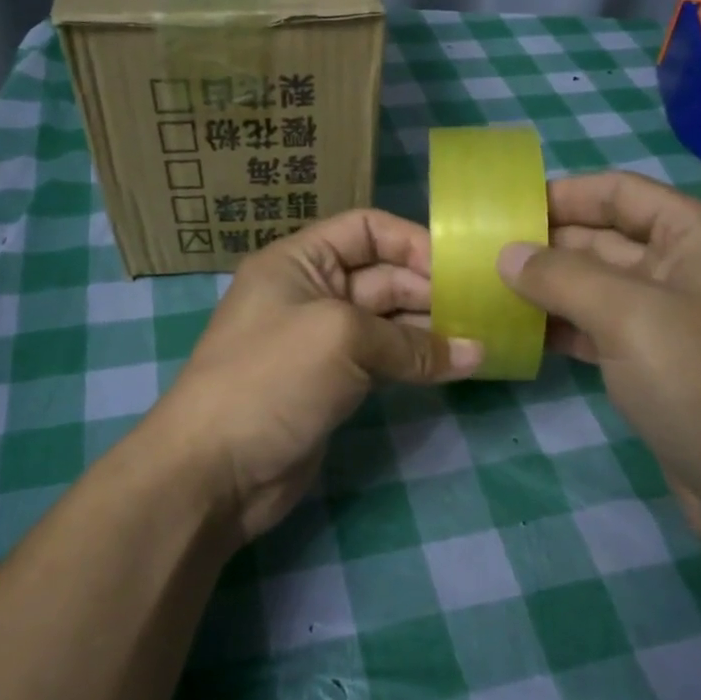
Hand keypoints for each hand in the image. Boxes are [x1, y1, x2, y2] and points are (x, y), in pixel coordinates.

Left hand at [154, 210, 481, 544]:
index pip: (366, 230)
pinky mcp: (333, 384)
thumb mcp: (341, 340)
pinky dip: (417, 362)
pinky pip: (383, 361)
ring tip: (482, 340)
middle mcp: (310, 292)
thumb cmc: (271, 379)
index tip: (460, 268)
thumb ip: (411, 343)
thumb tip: (476, 353)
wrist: (215, 469)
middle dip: (431, 290)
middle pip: (383, 276)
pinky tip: (456, 368)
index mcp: (299, 261)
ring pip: (387, 322)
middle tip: (486, 310)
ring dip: (431, 330)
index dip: (413, 242)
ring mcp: (322, 341)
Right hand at [497, 172, 700, 551]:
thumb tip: (506, 254)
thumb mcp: (628, 316)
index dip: (563, 195)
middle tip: (482, 252)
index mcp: (698, 235)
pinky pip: (601, 328)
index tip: (504, 208)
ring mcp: (672, 318)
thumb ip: (561, 277)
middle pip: (606, 238)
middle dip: (547, 244)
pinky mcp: (657, 362)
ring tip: (488, 288)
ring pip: (599, 287)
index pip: (620, 193)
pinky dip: (564, 327)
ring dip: (549, 287)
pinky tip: (521, 331)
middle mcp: (687, 267)